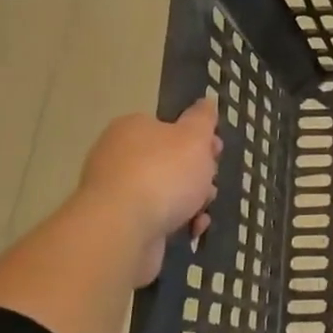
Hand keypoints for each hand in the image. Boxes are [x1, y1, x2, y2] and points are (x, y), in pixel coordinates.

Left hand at [77, 97, 221, 285]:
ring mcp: (116, 193)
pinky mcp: (119, 224)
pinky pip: (156, 218)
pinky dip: (176, 223)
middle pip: (169, 161)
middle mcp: (118, 157)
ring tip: (202, 212)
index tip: (216, 152)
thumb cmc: (163, 173)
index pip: (169, 127)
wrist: (123, 230)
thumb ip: (203, 119)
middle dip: (197, 174)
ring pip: (165, 192)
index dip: (198, 139)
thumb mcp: (194, 137)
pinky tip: (190, 230)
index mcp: (132, 128)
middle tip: (210, 184)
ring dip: (191, 201)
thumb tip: (206, 101)